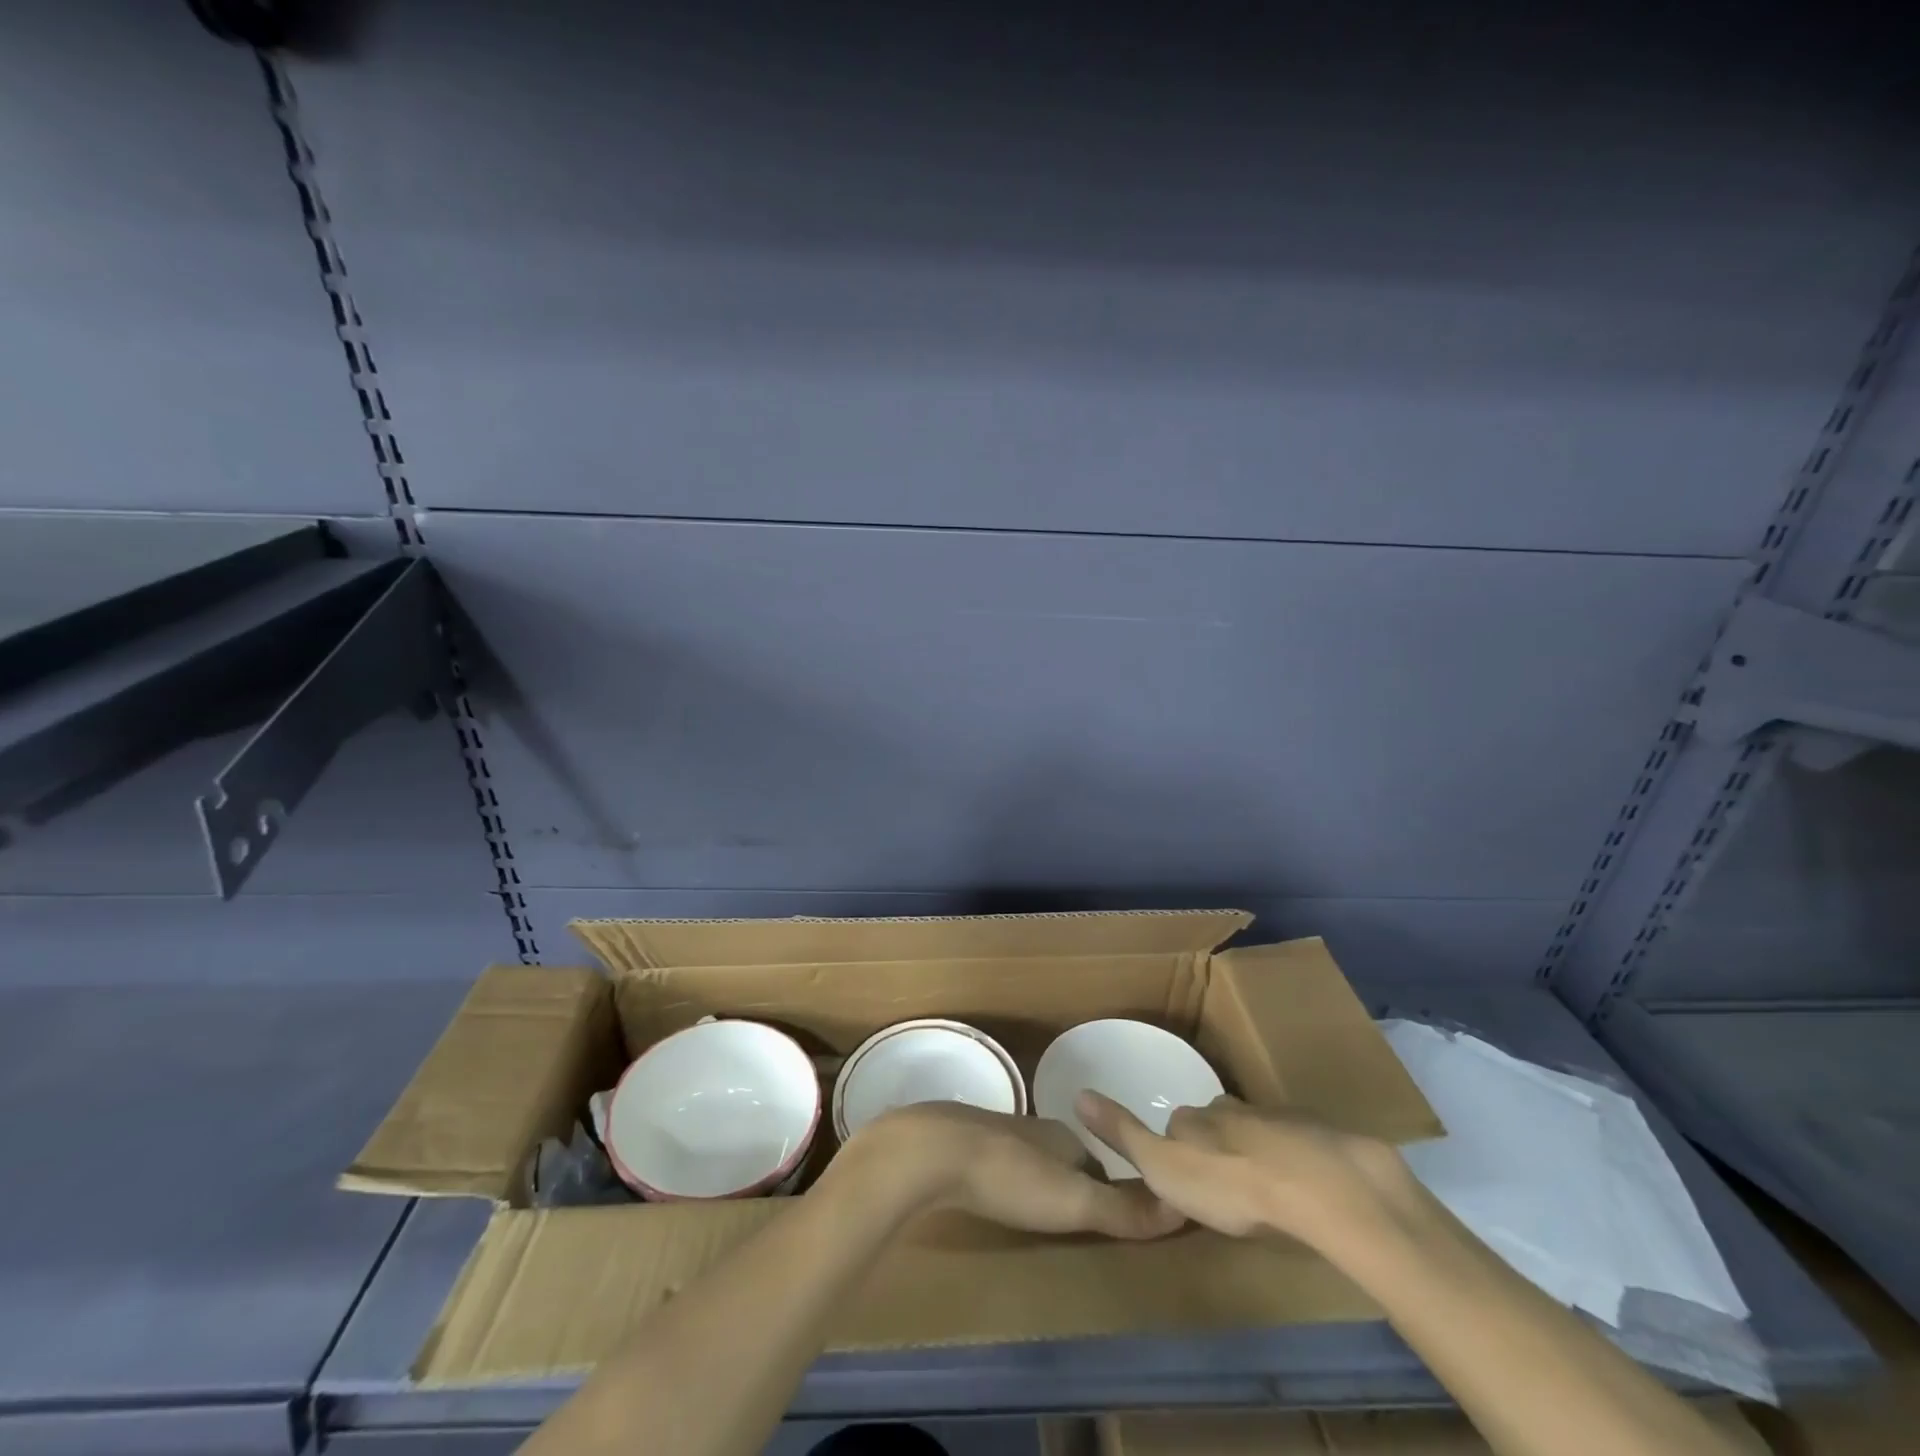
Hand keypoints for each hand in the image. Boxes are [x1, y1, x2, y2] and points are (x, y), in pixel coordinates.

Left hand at [838, 1103, 1184, 1239]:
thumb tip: (1182, 1205)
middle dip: (1075, 1186)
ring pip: (1029, 1160)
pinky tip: (996, 1201)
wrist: (931, 1152)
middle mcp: (1033, 1129)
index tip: (1118, 1222)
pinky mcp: (962, 1145)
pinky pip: (996, 1165)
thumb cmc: (1009, 1176)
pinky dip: (1005, 1181)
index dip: (1112, 1193)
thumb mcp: (1073, 1200)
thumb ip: (1123, 1209)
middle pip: (1065, 1161)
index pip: (1100, 1166)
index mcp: (1063, 1136)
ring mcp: (994, 1133)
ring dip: (1038, 1183)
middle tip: (1079, 1225)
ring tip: (1040, 1218)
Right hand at [1075, 1092, 1421, 1249]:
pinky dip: (1297, 1162)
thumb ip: (1123, 1134)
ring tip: (1265, 1189)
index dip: (1177, 1147)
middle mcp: (1233, 1108)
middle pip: (1220, 1123)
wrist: (1320, 1186)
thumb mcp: (1163, 1166)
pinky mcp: (1321, 1138)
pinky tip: (1305, 1190)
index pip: (1178, 1124)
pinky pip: (1301, 1147)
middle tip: (1225, 1183)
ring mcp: (1280, 1119)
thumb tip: (1078, 1093)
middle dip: (1219, 1145)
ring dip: (1258, 1153)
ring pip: (1260, 1132)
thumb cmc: (1230, 1184)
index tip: (1183, 1174)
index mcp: (1196, 1116)